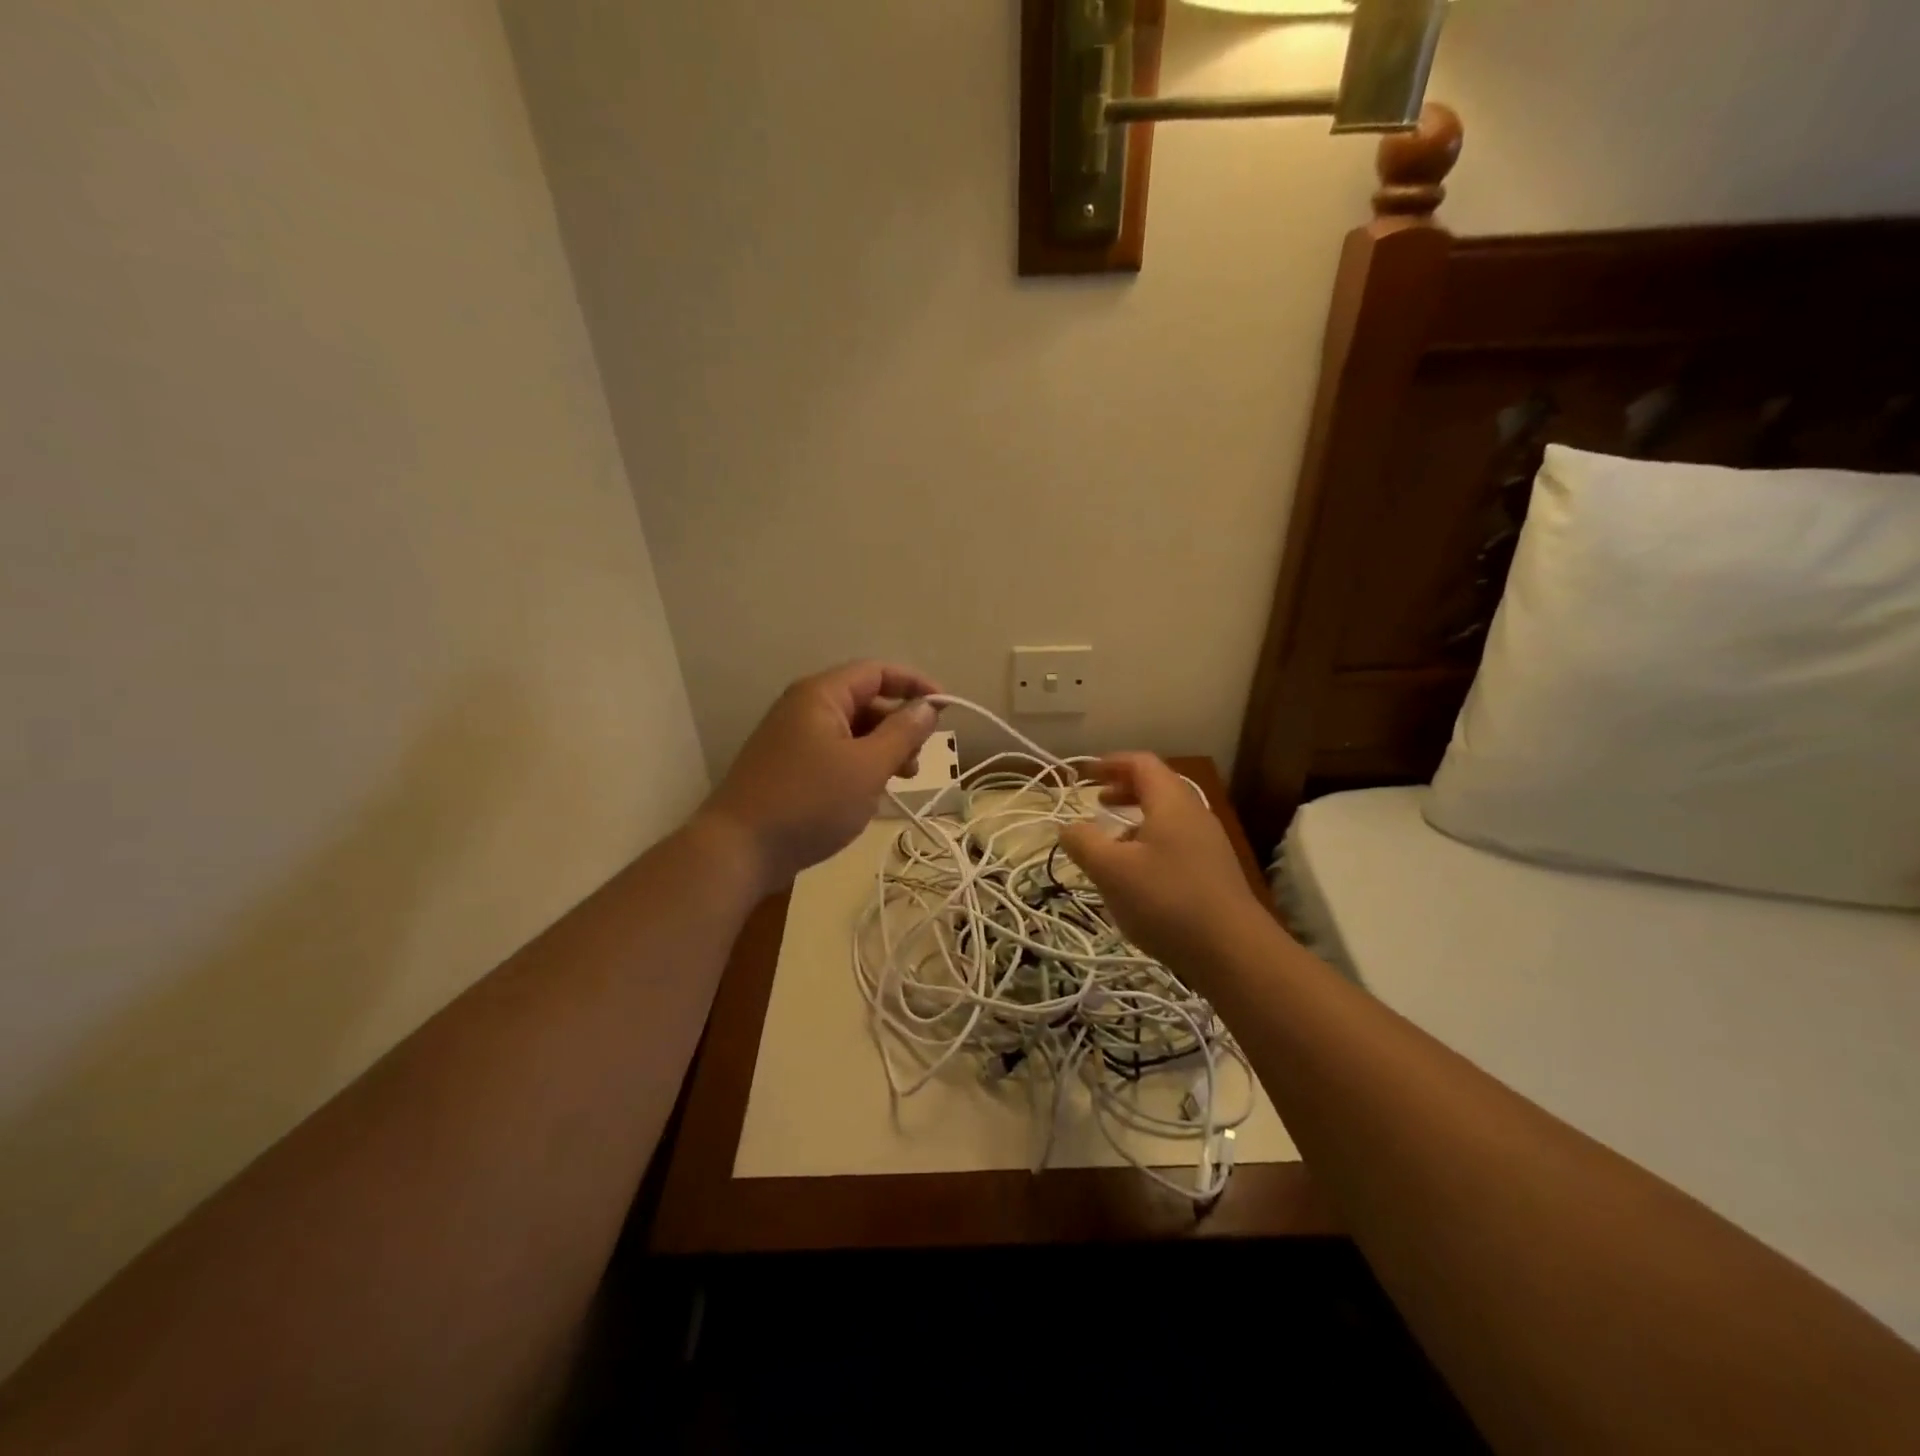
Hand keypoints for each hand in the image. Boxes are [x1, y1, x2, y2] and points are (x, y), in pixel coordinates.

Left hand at [700, 660, 941, 894]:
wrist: (739, 850)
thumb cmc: (809, 802)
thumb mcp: (867, 767)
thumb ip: (902, 733)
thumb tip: (928, 706)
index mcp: (821, 695)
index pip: (877, 672)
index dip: (915, 685)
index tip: (946, 709)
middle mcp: (804, 708)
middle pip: (865, 701)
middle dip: (899, 725)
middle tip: (919, 760)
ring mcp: (793, 738)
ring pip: (852, 731)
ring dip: (882, 749)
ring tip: (899, 781)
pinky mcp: (789, 767)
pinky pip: (835, 753)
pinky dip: (860, 766)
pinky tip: (870, 795)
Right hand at [1060, 753, 1271, 980]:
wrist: (1233, 952)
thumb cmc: (1167, 900)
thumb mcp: (1111, 871)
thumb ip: (1083, 843)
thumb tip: (1067, 827)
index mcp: (1171, 802)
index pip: (1141, 763)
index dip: (1111, 763)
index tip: (1086, 774)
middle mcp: (1194, 814)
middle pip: (1157, 787)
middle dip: (1123, 790)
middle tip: (1096, 802)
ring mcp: (1208, 844)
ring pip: (1167, 818)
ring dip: (1135, 820)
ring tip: (1111, 842)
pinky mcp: (1214, 872)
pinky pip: (1176, 842)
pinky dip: (1150, 843)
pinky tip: (1137, 876)